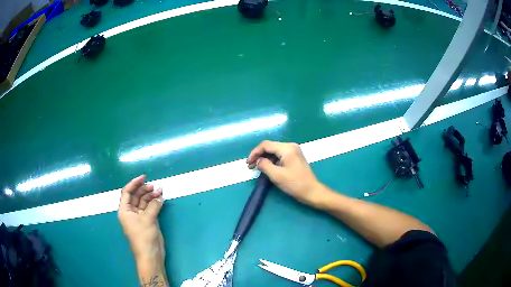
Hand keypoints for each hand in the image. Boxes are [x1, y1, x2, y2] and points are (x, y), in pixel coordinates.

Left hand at [118, 175, 164, 269]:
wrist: (150, 255)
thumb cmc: (144, 237)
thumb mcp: (148, 219)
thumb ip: (153, 205)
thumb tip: (160, 195)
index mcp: (125, 210)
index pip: (127, 192)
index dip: (134, 183)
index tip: (144, 177)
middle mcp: (131, 212)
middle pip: (136, 196)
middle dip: (145, 189)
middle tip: (155, 186)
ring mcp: (140, 217)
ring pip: (144, 202)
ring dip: (151, 196)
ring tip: (160, 191)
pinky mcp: (148, 221)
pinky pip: (150, 208)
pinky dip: (155, 203)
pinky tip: (161, 198)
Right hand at [247, 140, 329, 206]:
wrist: (311, 191)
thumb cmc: (295, 184)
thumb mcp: (276, 175)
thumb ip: (264, 165)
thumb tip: (258, 161)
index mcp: (287, 148)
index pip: (266, 145)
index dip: (254, 153)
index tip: (248, 163)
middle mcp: (290, 146)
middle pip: (270, 147)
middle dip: (259, 155)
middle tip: (250, 166)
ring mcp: (294, 151)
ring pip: (274, 151)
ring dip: (264, 158)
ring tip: (257, 168)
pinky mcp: (294, 157)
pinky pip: (279, 156)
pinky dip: (271, 161)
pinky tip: (267, 168)